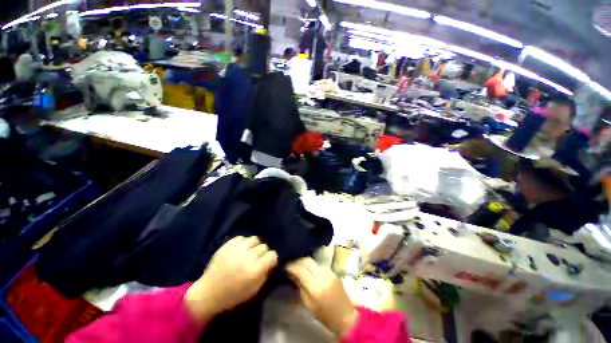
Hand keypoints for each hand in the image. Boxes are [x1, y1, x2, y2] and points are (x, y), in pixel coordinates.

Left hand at [184, 236, 277, 322]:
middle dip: (264, 253)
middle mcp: (247, 257)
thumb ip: (265, 274)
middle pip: (264, 246)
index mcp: (254, 270)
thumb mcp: (253, 290)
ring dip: (255, 246)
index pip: (272, 255)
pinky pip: (242, 237)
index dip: (272, 258)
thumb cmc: (232, 295)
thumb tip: (272, 262)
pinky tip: (241, 250)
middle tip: (258, 259)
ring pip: (255, 239)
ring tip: (250, 252)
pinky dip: (244, 242)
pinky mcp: (227, 245)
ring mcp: (236, 249)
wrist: (207, 293)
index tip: (269, 262)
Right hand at [286, 257, 356, 336]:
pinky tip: (307, 268)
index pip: (301, 269)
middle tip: (290, 264)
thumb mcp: (309, 304)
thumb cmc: (325, 315)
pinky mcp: (333, 270)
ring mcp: (329, 271)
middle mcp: (323, 275)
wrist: (345, 316)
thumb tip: (292, 274)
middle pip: (307, 260)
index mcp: (316, 287)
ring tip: (297, 266)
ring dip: (304, 261)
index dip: (291, 266)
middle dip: (297, 261)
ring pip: (313, 260)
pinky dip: (311, 264)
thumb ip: (300, 286)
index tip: (284, 266)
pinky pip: (319, 263)